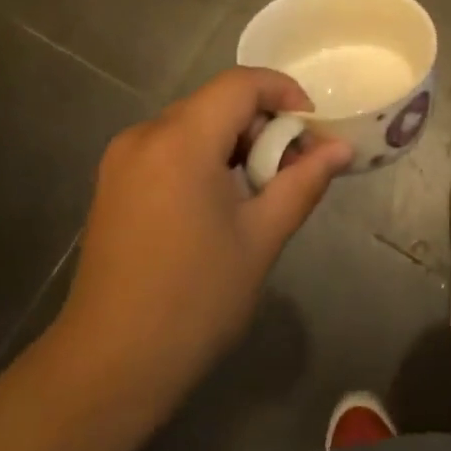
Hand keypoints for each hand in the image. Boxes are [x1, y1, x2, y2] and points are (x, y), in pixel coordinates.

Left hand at [57, 68, 351, 404]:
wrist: (110, 366)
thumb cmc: (195, 300)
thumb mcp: (261, 238)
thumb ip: (303, 182)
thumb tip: (340, 148)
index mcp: (180, 140)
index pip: (240, 84)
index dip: (284, 92)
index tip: (313, 129)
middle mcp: (145, 135)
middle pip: (216, 101)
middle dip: (262, 123)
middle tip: (293, 167)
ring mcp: (122, 159)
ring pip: (192, 123)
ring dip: (233, 141)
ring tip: (259, 190)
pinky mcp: (113, 183)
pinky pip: (169, 147)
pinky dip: (203, 157)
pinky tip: (219, 202)